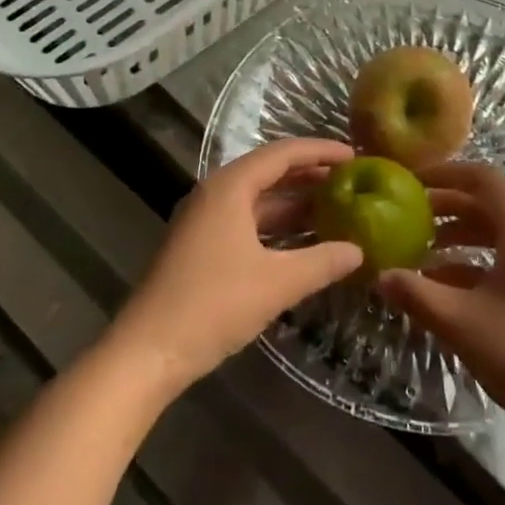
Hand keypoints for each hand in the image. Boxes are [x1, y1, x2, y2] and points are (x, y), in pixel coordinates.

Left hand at [109, 138, 362, 398]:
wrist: (146, 352)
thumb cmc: (212, 305)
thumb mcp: (276, 283)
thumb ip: (321, 262)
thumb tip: (358, 251)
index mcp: (230, 187)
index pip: (283, 153)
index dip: (320, 151)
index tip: (355, 155)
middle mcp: (215, 193)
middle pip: (270, 172)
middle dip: (310, 175)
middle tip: (350, 181)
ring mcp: (205, 221)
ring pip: (258, 200)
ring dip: (294, 203)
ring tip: (336, 208)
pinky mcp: (201, 246)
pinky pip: (247, 222)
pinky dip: (277, 226)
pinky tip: (302, 242)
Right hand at [379, 162, 504, 436]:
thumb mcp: (461, 324)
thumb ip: (416, 294)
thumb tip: (379, 274)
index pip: (484, 179)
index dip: (446, 173)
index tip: (412, 182)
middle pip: (490, 206)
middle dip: (447, 208)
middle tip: (408, 219)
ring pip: (499, 237)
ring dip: (460, 239)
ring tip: (422, 257)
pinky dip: (478, 266)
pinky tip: (449, 292)